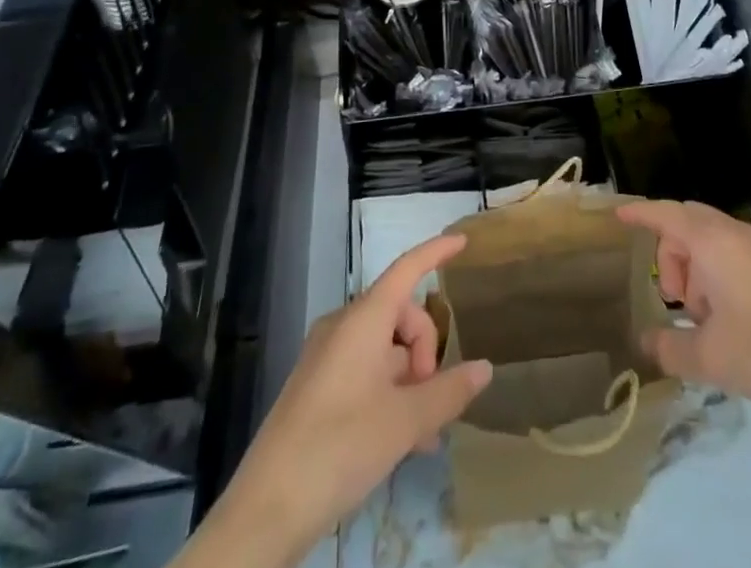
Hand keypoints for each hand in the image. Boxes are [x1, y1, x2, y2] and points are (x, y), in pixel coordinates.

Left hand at [183, 234, 492, 567]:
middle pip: (401, 316)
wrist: (266, 510)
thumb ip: (448, 391)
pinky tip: (403, 439)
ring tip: (426, 435)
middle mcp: (343, 326)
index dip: (436, 252)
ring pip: (385, 350)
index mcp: (363, 319)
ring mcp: (327, 356)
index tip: (462, 240)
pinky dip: (390, 393)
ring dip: (411, 381)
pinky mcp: (317, 387)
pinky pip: (366, 371)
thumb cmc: (339, 448)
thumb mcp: (404, 422)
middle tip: (434, 403)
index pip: (407, 269)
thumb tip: (484, 368)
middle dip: (426, 351)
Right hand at [616, 199, 750, 431]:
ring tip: (703, 321)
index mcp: (712, 242)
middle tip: (672, 299)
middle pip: (686, 225)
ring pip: (709, 242)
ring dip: (695, 271)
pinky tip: (726, 322)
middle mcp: (734, 234)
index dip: (639, 213)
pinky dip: (716, 277)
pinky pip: (730, 256)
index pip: (665, 214)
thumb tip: (645, 342)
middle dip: (670, 255)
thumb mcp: (710, 358)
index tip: (616, 215)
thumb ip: (669, 349)